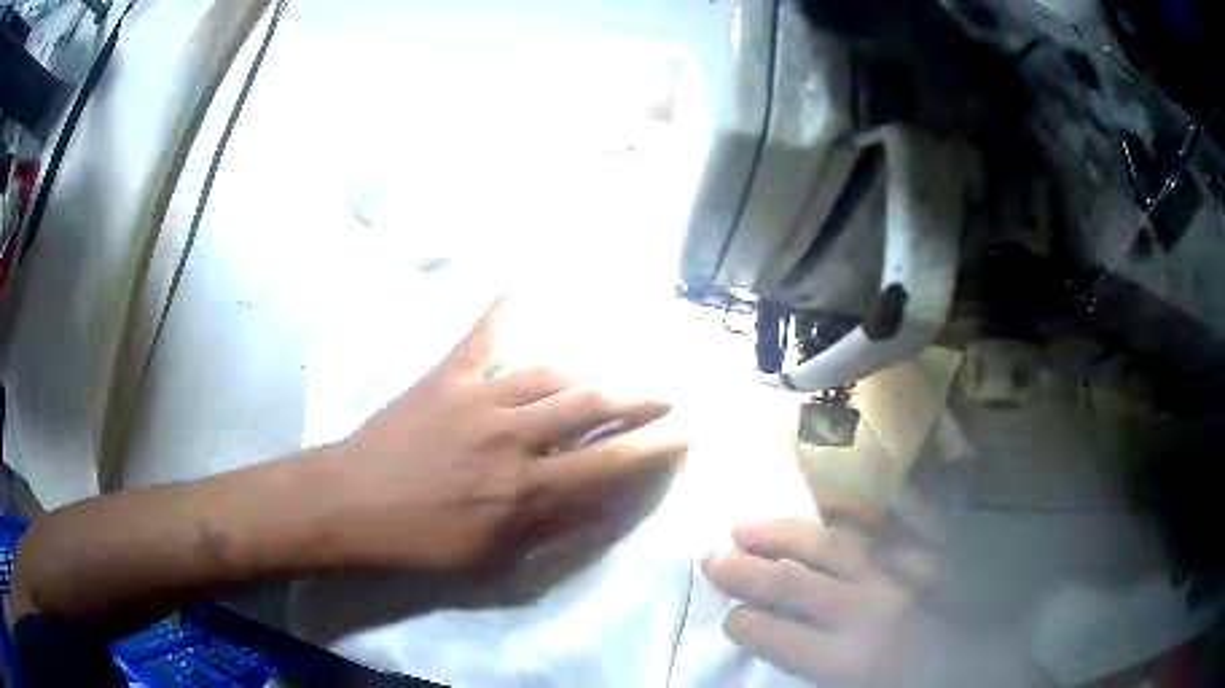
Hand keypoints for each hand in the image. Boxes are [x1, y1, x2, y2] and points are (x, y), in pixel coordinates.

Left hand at [325, 295, 686, 570]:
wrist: (352, 504)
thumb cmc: (423, 543)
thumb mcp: (493, 564)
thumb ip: (552, 534)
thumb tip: (600, 506)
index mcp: (526, 491)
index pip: (609, 463)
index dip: (654, 447)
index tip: (685, 432)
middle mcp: (512, 438)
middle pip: (591, 406)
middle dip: (639, 398)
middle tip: (668, 393)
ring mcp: (478, 399)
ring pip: (551, 373)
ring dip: (591, 372)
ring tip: (615, 372)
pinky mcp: (447, 376)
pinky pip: (483, 334)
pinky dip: (506, 307)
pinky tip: (526, 279)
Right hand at [703, 496, 939, 685]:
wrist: (981, 663)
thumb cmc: (910, 683)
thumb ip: (814, 665)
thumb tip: (775, 634)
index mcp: (852, 660)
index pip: (780, 638)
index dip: (745, 624)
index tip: (731, 617)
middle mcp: (872, 611)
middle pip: (798, 583)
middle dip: (748, 571)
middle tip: (712, 557)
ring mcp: (906, 572)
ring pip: (835, 544)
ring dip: (786, 534)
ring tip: (748, 527)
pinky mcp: (932, 550)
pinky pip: (892, 519)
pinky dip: (857, 507)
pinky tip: (829, 499)